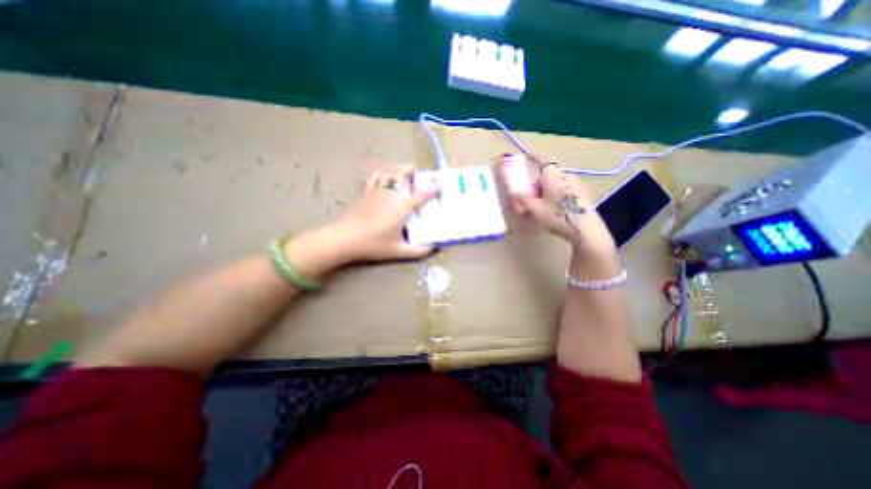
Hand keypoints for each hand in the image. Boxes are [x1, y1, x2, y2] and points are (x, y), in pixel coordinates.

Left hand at [336, 165, 439, 263]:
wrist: (345, 238)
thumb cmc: (374, 244)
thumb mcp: (399, 251)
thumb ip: (419, 250)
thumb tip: (435, 248)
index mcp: (401, 209)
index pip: (421, 195)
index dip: (433, 188)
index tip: (441, 182)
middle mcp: (391, 195)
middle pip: (402, 174)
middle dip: (412, 169)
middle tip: (420, 173)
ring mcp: (377, 191)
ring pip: (388, 172)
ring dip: (398, 169)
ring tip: (405, 172)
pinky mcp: (366, 192)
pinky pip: (375, 177)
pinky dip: (382, 173)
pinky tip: (385, 177)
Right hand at [504, 161, 619, 259]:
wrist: (586, 230)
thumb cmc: (557, 216)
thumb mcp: (535, 209)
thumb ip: (523, 199)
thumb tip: (513, 192)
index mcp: (553, 175)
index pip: (541, 160)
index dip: (533, 157)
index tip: (527, 155)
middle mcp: (565, 176)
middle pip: (547, 175)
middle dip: (536, 185)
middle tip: (530, 199)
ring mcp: (576, 184)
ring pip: (555, 184)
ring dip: (545, 191)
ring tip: (541, 208)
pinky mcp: (582, 194)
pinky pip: (563, 190)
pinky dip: (555, 195)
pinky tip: (555, 210)